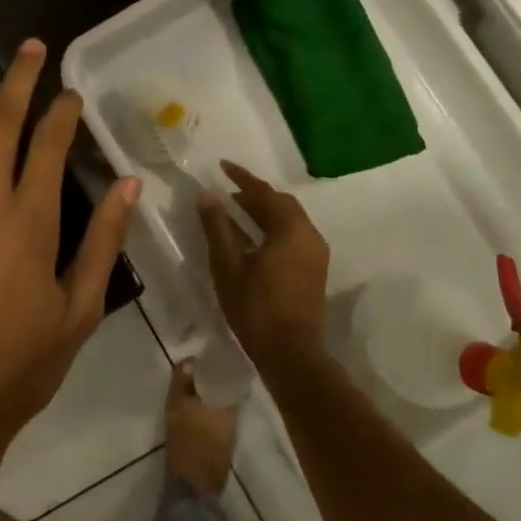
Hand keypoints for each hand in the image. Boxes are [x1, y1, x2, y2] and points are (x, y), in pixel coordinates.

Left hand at [0, 22, 139, 455]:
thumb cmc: (20, 364)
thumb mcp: (80, 310)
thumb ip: (103, 243)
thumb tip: (130, 186)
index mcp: (31, 223)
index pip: (49, 147)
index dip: (63, 114)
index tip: (72, 92)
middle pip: (0, 123)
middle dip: (18, 78)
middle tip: (30, 44)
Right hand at [197, 161, 329, 366]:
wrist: (291, 354)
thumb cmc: (255, 307)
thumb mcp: (228, 265)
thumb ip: (217, 227)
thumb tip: (206, 196)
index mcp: (291, 230)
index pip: (265, 193)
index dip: (241, 178)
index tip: (222, 165)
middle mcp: (309, 236)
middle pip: (281, 204)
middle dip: (254, 194)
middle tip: (227, 192)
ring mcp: (315, 254)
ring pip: (288, 220)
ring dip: (263, 212)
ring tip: (234, 212)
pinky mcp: (313, 270)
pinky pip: (292, 236)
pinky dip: (271, 228)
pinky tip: (251, 238)